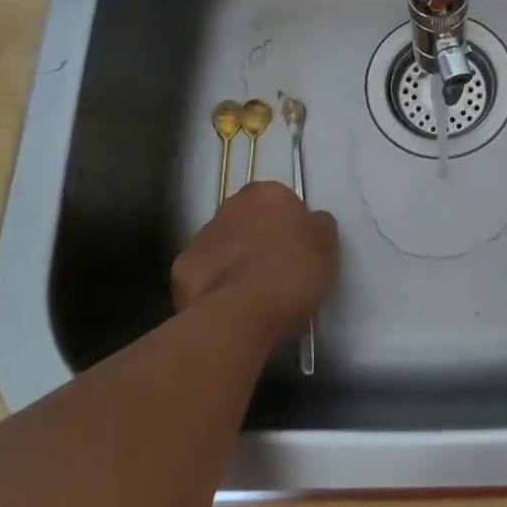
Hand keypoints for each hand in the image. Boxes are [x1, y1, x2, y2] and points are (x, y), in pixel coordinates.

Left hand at [171, 181, 337, 342]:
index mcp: (266, 194)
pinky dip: (213, 287)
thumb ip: (317, 225)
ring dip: (234, 261)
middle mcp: (229, 206)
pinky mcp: (180, 272)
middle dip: (257, 239)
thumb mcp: (326, 244)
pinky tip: (228, 307)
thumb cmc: (292, 271)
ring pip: (222, 246)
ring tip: (251, 295)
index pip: (280, 201)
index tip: (297, 250)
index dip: (289, 225)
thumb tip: (310, 223)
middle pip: (247, 220)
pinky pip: (203, 275)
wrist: (241, 313)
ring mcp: (200, 238)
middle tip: (276, 270)